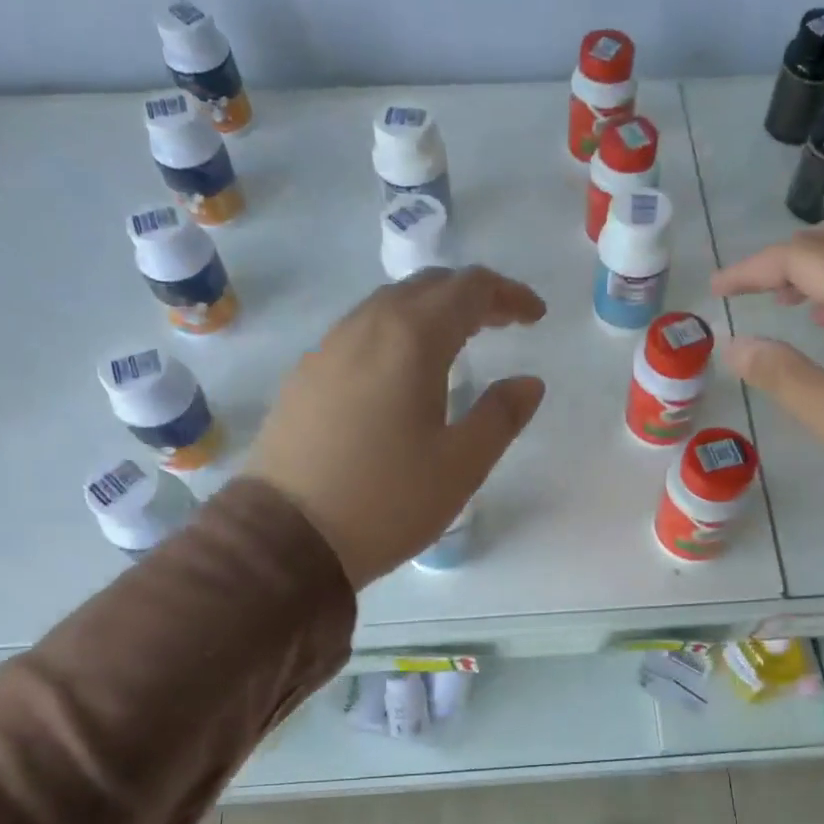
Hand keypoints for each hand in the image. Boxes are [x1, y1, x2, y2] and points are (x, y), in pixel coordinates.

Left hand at [247, 267, 545, 586]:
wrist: (288, 536)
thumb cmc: (387, 500)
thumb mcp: (461, 465)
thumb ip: (501, 416)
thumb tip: (528, 383)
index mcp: (411, 340)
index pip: (469, 290)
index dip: (508, 295)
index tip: (535, 316)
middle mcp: (365, 328)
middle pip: (426, 287)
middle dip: (470, 296)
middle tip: (501, 324)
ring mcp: (327, 349)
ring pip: (387, 306)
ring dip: (430, 312)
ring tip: (456, 343)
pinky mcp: (304, 377)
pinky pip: (359, 333)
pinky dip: (395, 334)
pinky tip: (400, 372)